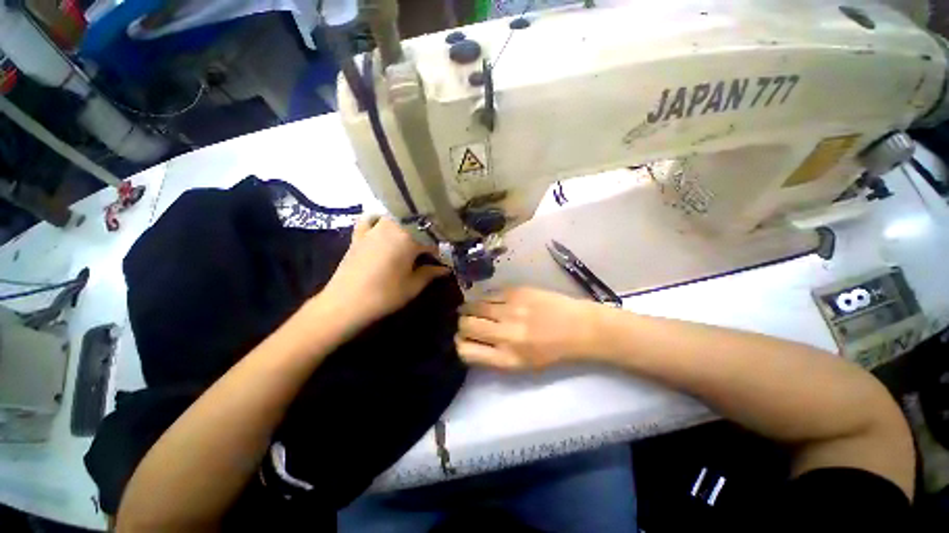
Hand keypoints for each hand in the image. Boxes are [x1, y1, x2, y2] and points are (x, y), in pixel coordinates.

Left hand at [315, 217, 449, 328]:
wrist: (344, 304)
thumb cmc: (384, 295)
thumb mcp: (413, 286)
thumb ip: (431, 273)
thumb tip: (446, 268)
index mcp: (408, 239)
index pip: (431, 237)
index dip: (441, 246)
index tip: (446, 254)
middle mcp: (391, 227)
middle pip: (414, 222)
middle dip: (426, 231)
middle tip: (433, 244)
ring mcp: (373, 229)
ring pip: (394, 216)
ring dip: (406, 223)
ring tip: (414, 234)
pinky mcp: (359, 235)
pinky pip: (370, 219)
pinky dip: (379, 219)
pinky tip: (384, 225)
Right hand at [456, 287, 600, 370]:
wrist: (579, 327)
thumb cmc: (552, 351)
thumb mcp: (522, 365)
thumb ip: (493, 356)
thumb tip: (468, 342)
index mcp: (507, 358)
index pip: (465, 351)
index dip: (460, 344)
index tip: (462, 339)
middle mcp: (505, 334)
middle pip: (466, 325)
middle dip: (462, 324)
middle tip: (467, 322)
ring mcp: (511, 309)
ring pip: (473, 306)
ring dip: (469, 308)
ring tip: (472, 309)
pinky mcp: (516, 291)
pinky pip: (489, 293)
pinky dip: (485, 298)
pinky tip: (490, 301)